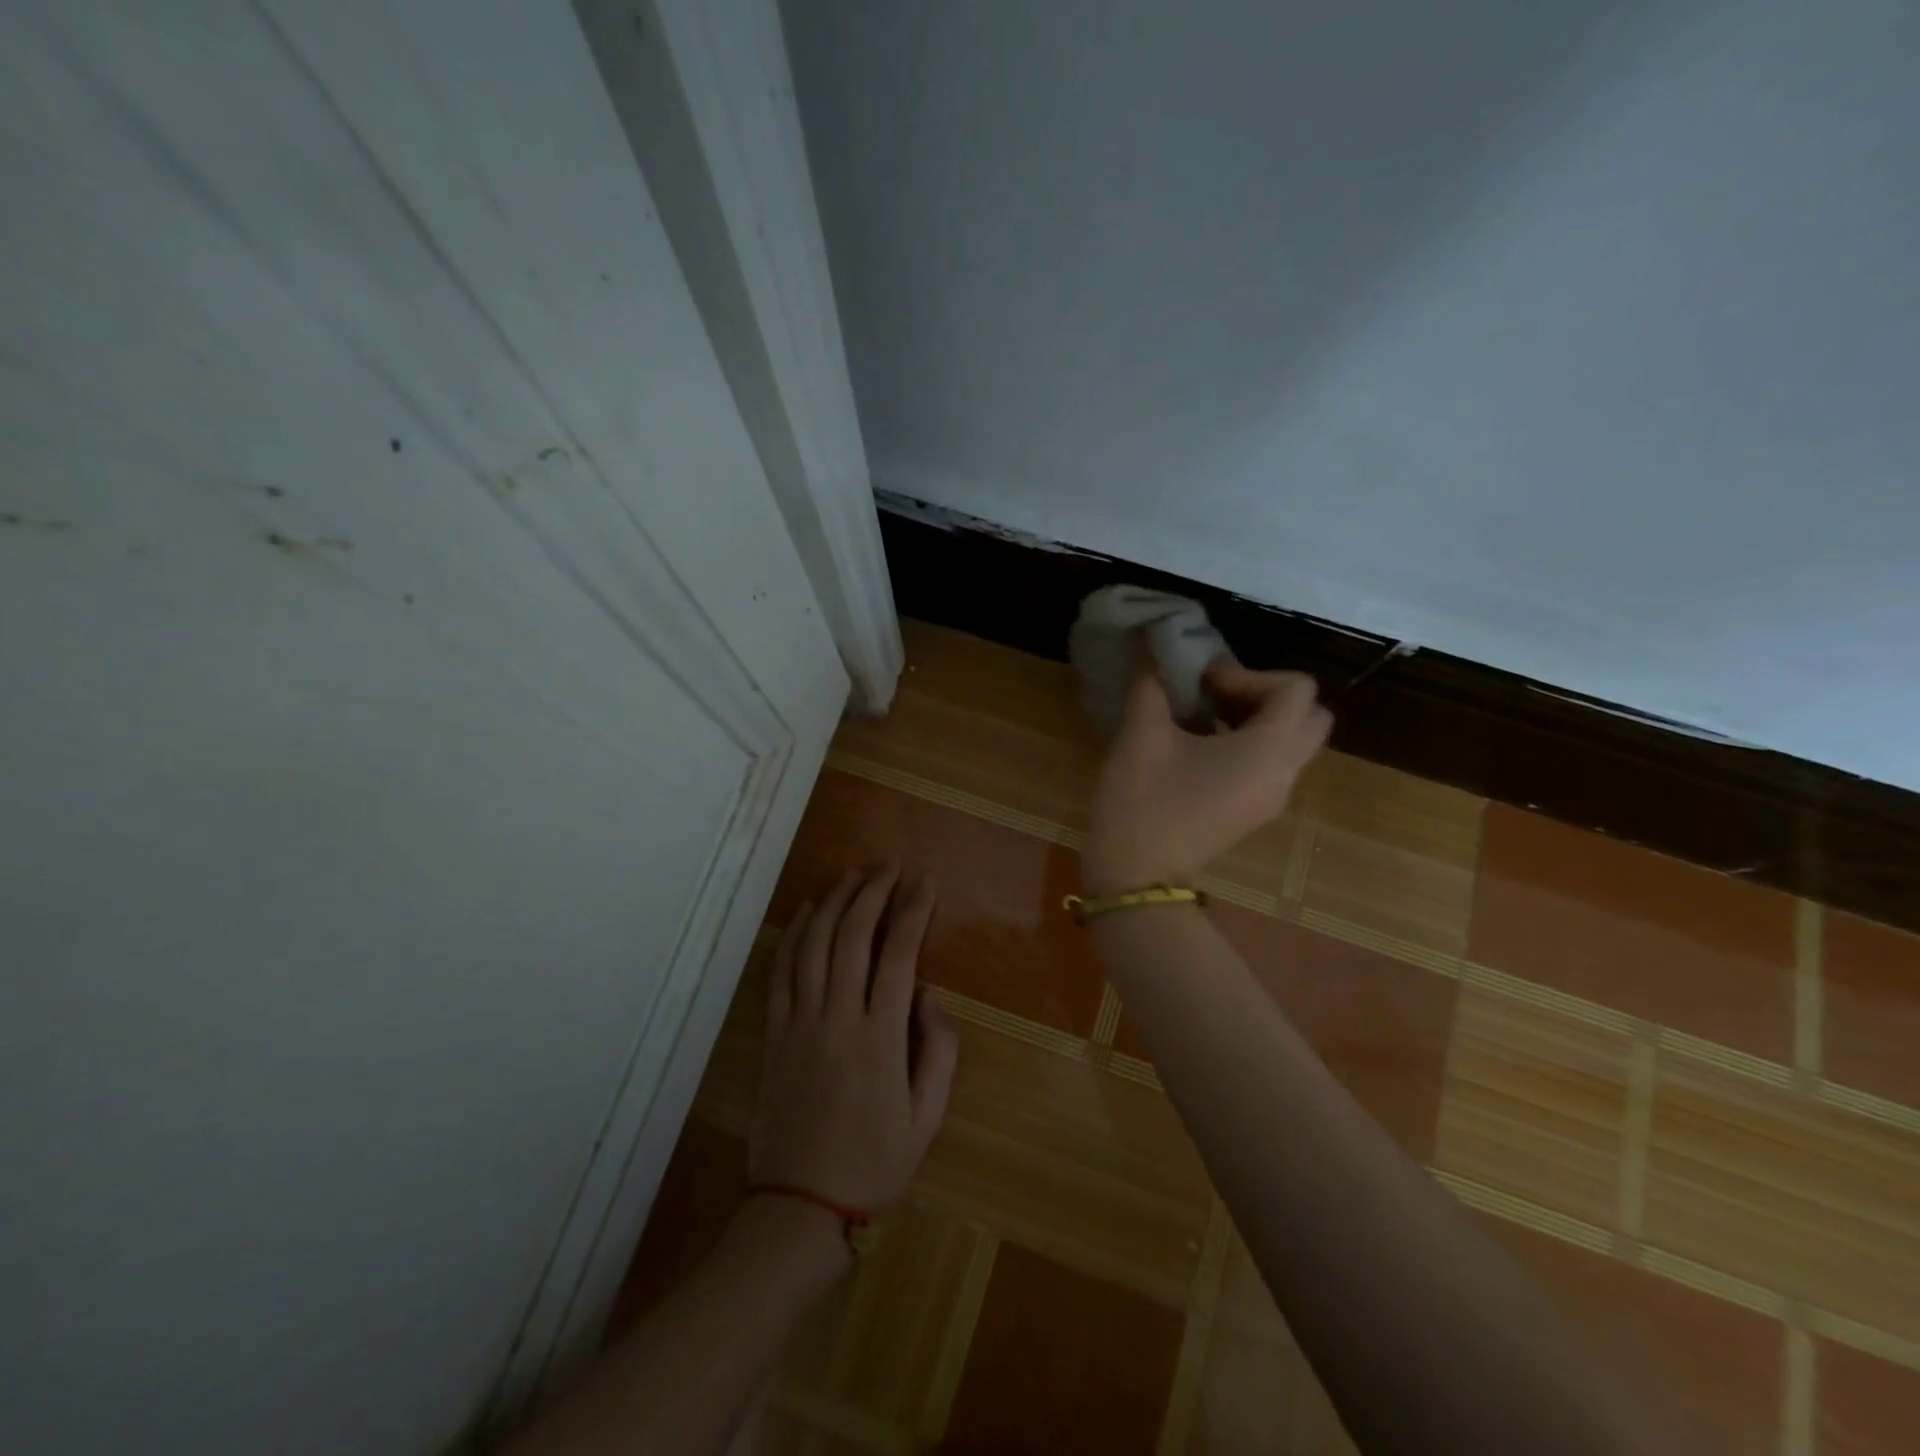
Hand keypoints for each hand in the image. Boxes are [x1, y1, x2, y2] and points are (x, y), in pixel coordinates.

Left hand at [749, 865, 959, 1216]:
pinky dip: (794, 933)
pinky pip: (781, 970)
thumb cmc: (874, 1162)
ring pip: (814, 944)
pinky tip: (808, 910)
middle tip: (890, 864)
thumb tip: (929, 992)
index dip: (913, 911)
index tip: (925, 881)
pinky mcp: (774, 1032)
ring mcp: (799, 1022)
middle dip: (873, 891)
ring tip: (854, 874)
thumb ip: (940, 1049)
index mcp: (881, 1038)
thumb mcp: (928, 1116)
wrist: (799, 1206)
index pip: (899, 955)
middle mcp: (837, 1018)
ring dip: (835, 901)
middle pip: (852, 936)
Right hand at [1083, 657, 1332, 893]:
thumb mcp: (1142, 735)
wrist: (1136, 876)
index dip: (1249, 675)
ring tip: (1204, 718)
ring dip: (1258, 719)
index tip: (1203, 684)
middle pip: (1309, 715)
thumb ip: (1152, 684)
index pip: (1296, 689)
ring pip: (1293, 741)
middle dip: (1266, 695)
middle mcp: (1284, 773)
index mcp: (1268, 751)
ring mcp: (1273, 797)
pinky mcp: (1255, 812)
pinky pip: (1273, 764)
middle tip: (1217, 697)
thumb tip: (1150, 646)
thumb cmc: (1143, 802)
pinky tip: (1200, 747)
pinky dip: (1251, 744)